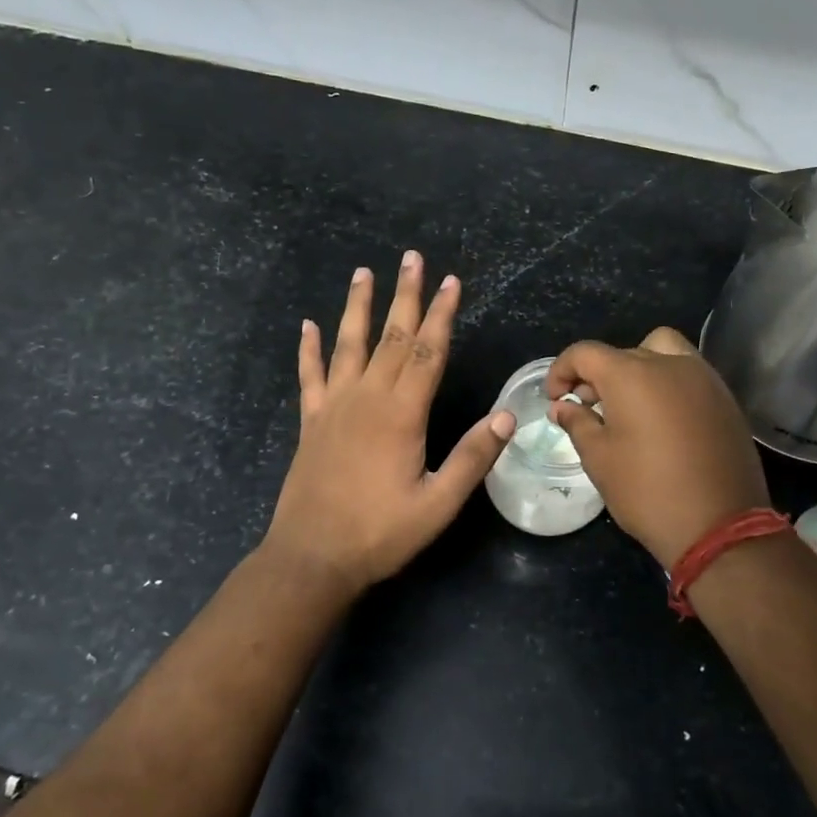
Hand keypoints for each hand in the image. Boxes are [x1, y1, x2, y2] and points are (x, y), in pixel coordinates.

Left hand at [263, 252, 515, 598]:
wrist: (312, 557)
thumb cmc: (380, 533)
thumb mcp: (438, 504)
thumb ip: (472, 458)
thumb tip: (508, 415)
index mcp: (401, 414)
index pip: (427, 351)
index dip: (441, 314)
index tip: (451, 281)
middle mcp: (366, 398)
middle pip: (391, 337)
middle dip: (406, 296)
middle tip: (412, 258)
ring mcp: (333, 406)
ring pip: (349, 344)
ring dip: (358, 307)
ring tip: (364, 272)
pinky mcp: (311, 421)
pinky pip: (309, 375)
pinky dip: (308, 349)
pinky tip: (307, 325)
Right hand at [546, 327, 769, 570]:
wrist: (719, 526)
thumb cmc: (647, 491)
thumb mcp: (599, 459)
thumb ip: (577, 422)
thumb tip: (562, 406)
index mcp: (631, 374)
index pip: (585, 353)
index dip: (561, 371)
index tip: (555, 399)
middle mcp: (669, 364)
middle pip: (623, 352)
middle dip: (598, 375)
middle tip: (588, 408)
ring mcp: (703, 378)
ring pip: (662, 351)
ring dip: (638, 368)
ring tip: (629, 406)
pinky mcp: (725, 399)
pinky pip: (689, 373)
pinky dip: (668, 383)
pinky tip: (662, 420)